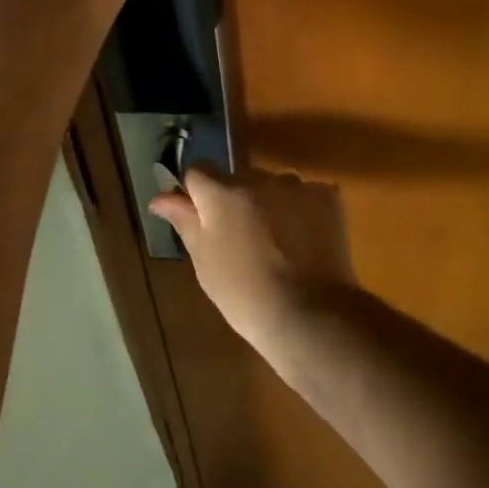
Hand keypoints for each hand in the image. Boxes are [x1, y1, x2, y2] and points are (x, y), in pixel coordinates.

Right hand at [150, 167, 355, 347]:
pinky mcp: (328, 197)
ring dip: (270, 203)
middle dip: (236, 200)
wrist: (311, 315)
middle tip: (242, 239)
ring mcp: (296, 185)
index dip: (197, 193)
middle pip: (239, 179)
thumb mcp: (204, 261)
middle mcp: (258, 178)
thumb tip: (160, 197)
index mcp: (221, 193)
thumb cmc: (245, 294)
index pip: (198, 172)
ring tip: (279, 243)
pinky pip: (306, 195)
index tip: (203, 219)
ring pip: (273, 186)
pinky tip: (305, 242)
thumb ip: (184, 220)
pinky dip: (302, 211)